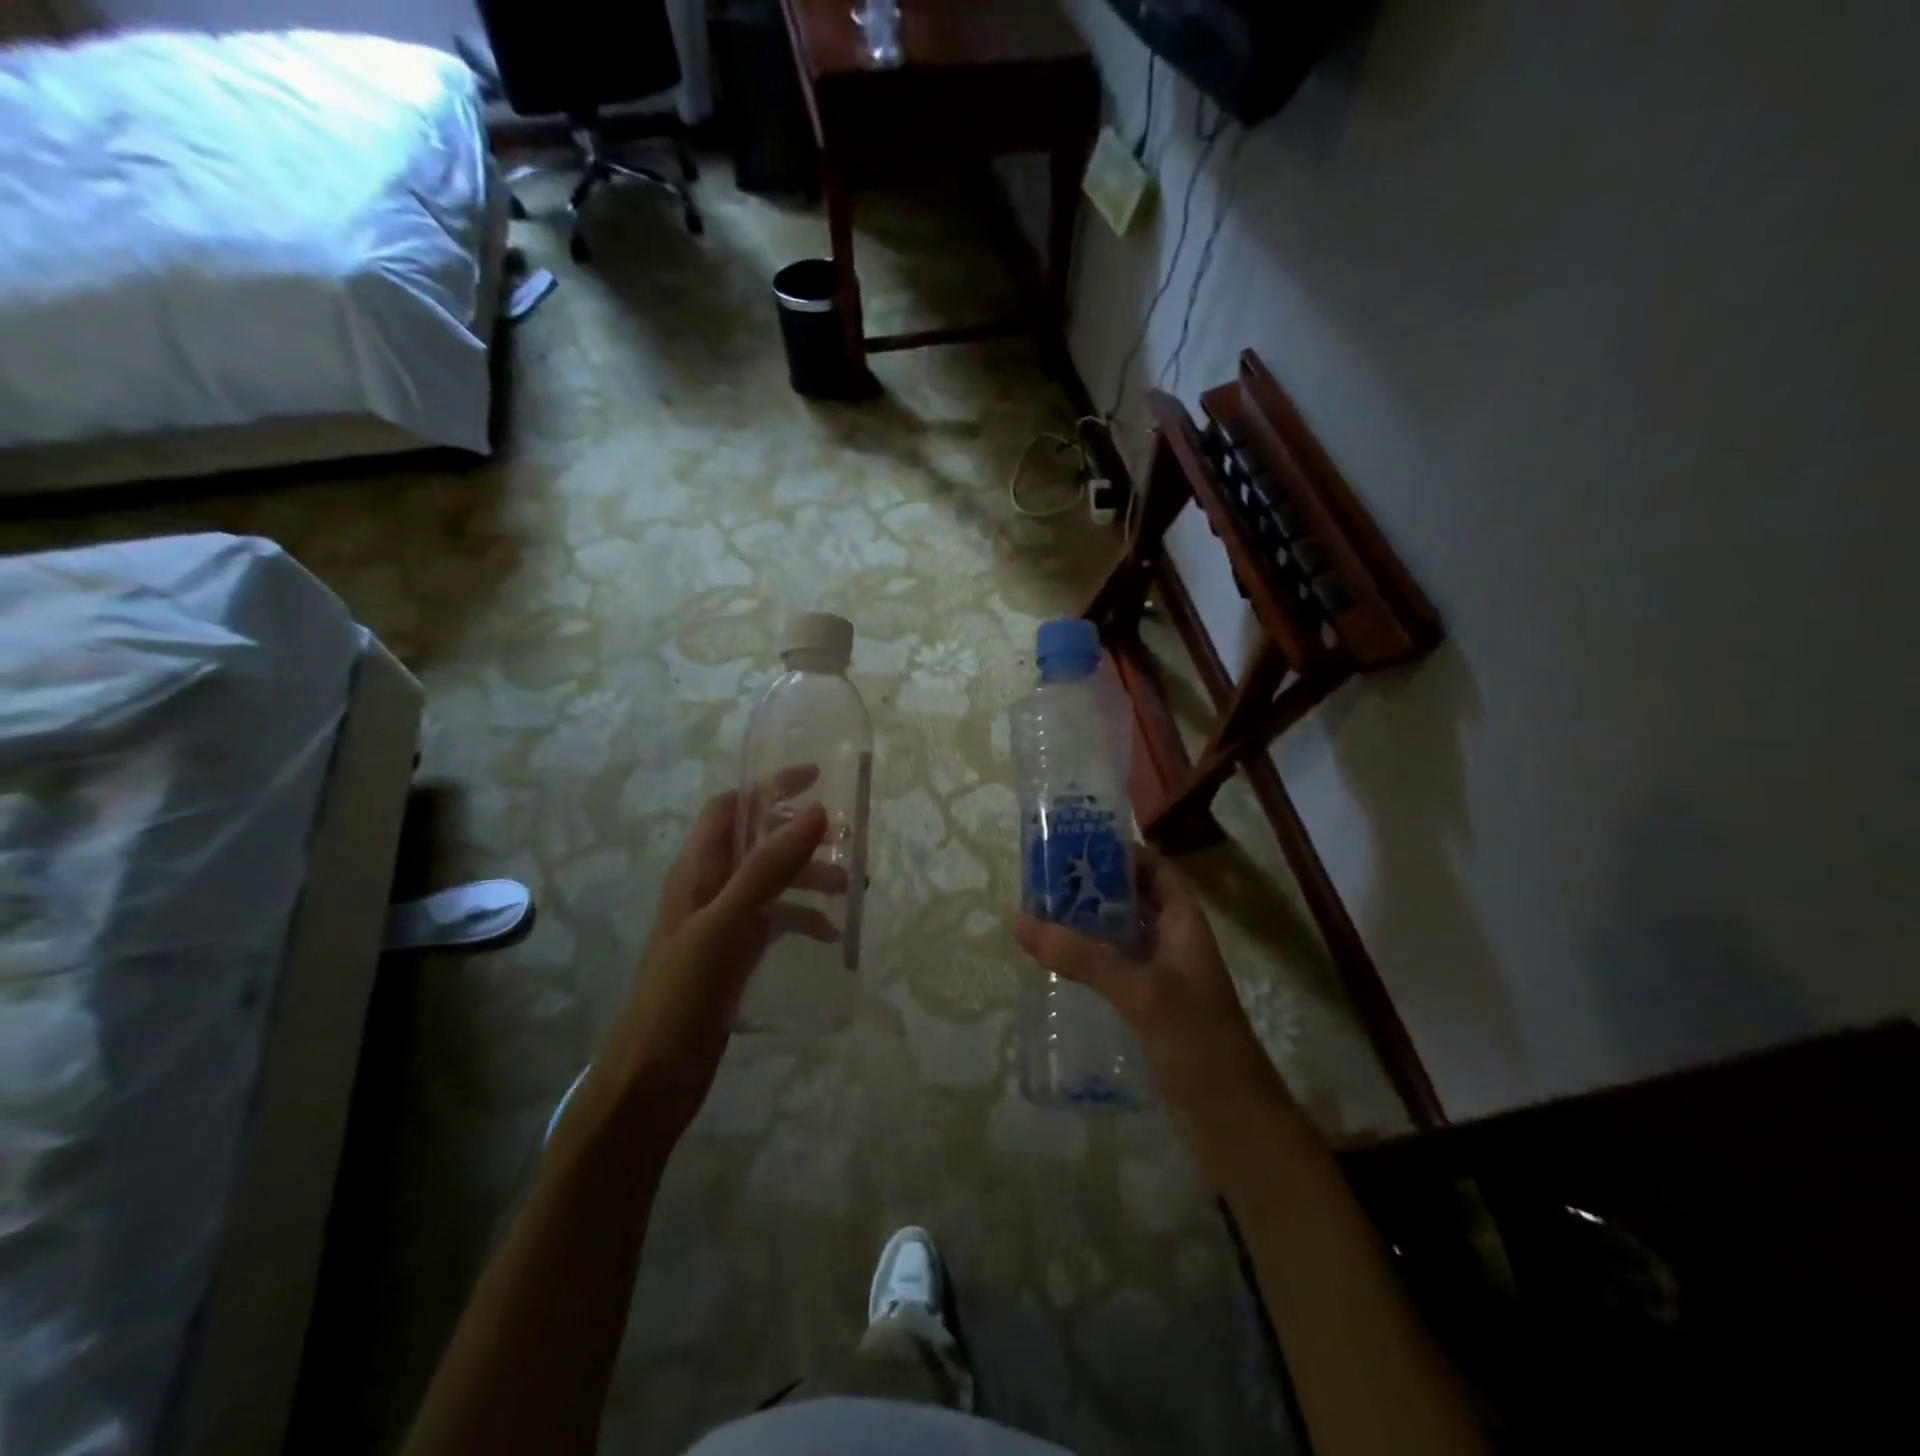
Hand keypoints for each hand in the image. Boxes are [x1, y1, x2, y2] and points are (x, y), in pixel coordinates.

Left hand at [589, 784, 837, 1142]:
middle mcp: (709, 888)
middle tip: (847, 840)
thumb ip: (767, 870)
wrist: (652, 1080)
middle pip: (758, 842)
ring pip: (773, 882)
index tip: (816, 778)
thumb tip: (816, 813)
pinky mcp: (736, 955)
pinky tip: (831, 935)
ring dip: (810, 877)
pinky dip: (804, 919)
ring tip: (850, 888)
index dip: (768, 787)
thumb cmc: (680, 996)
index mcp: (696, 871)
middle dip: (801, 836)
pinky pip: (777, 922)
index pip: (730, 807)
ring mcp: (724, 923)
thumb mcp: (724, 926)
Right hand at [1014, 847, 1291, 1139]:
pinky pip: (1117, 972)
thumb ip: (1084, 957)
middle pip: (1136, 901)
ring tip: (1043, 916)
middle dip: (1097, 887)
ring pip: (1124, 938)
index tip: (1080, 847)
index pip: (1159, 872)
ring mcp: (1164, 980)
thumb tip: (1022, 922)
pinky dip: (1091, 962)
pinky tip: (1059, 967)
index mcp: (1187, 927)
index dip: (1126, 854)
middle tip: (1047, 880)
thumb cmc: (1198, 1043)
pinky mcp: (1151, 1012)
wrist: (1234, 1125)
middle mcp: (1176, 946)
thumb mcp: (1141, 992)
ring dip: (1090, 925)